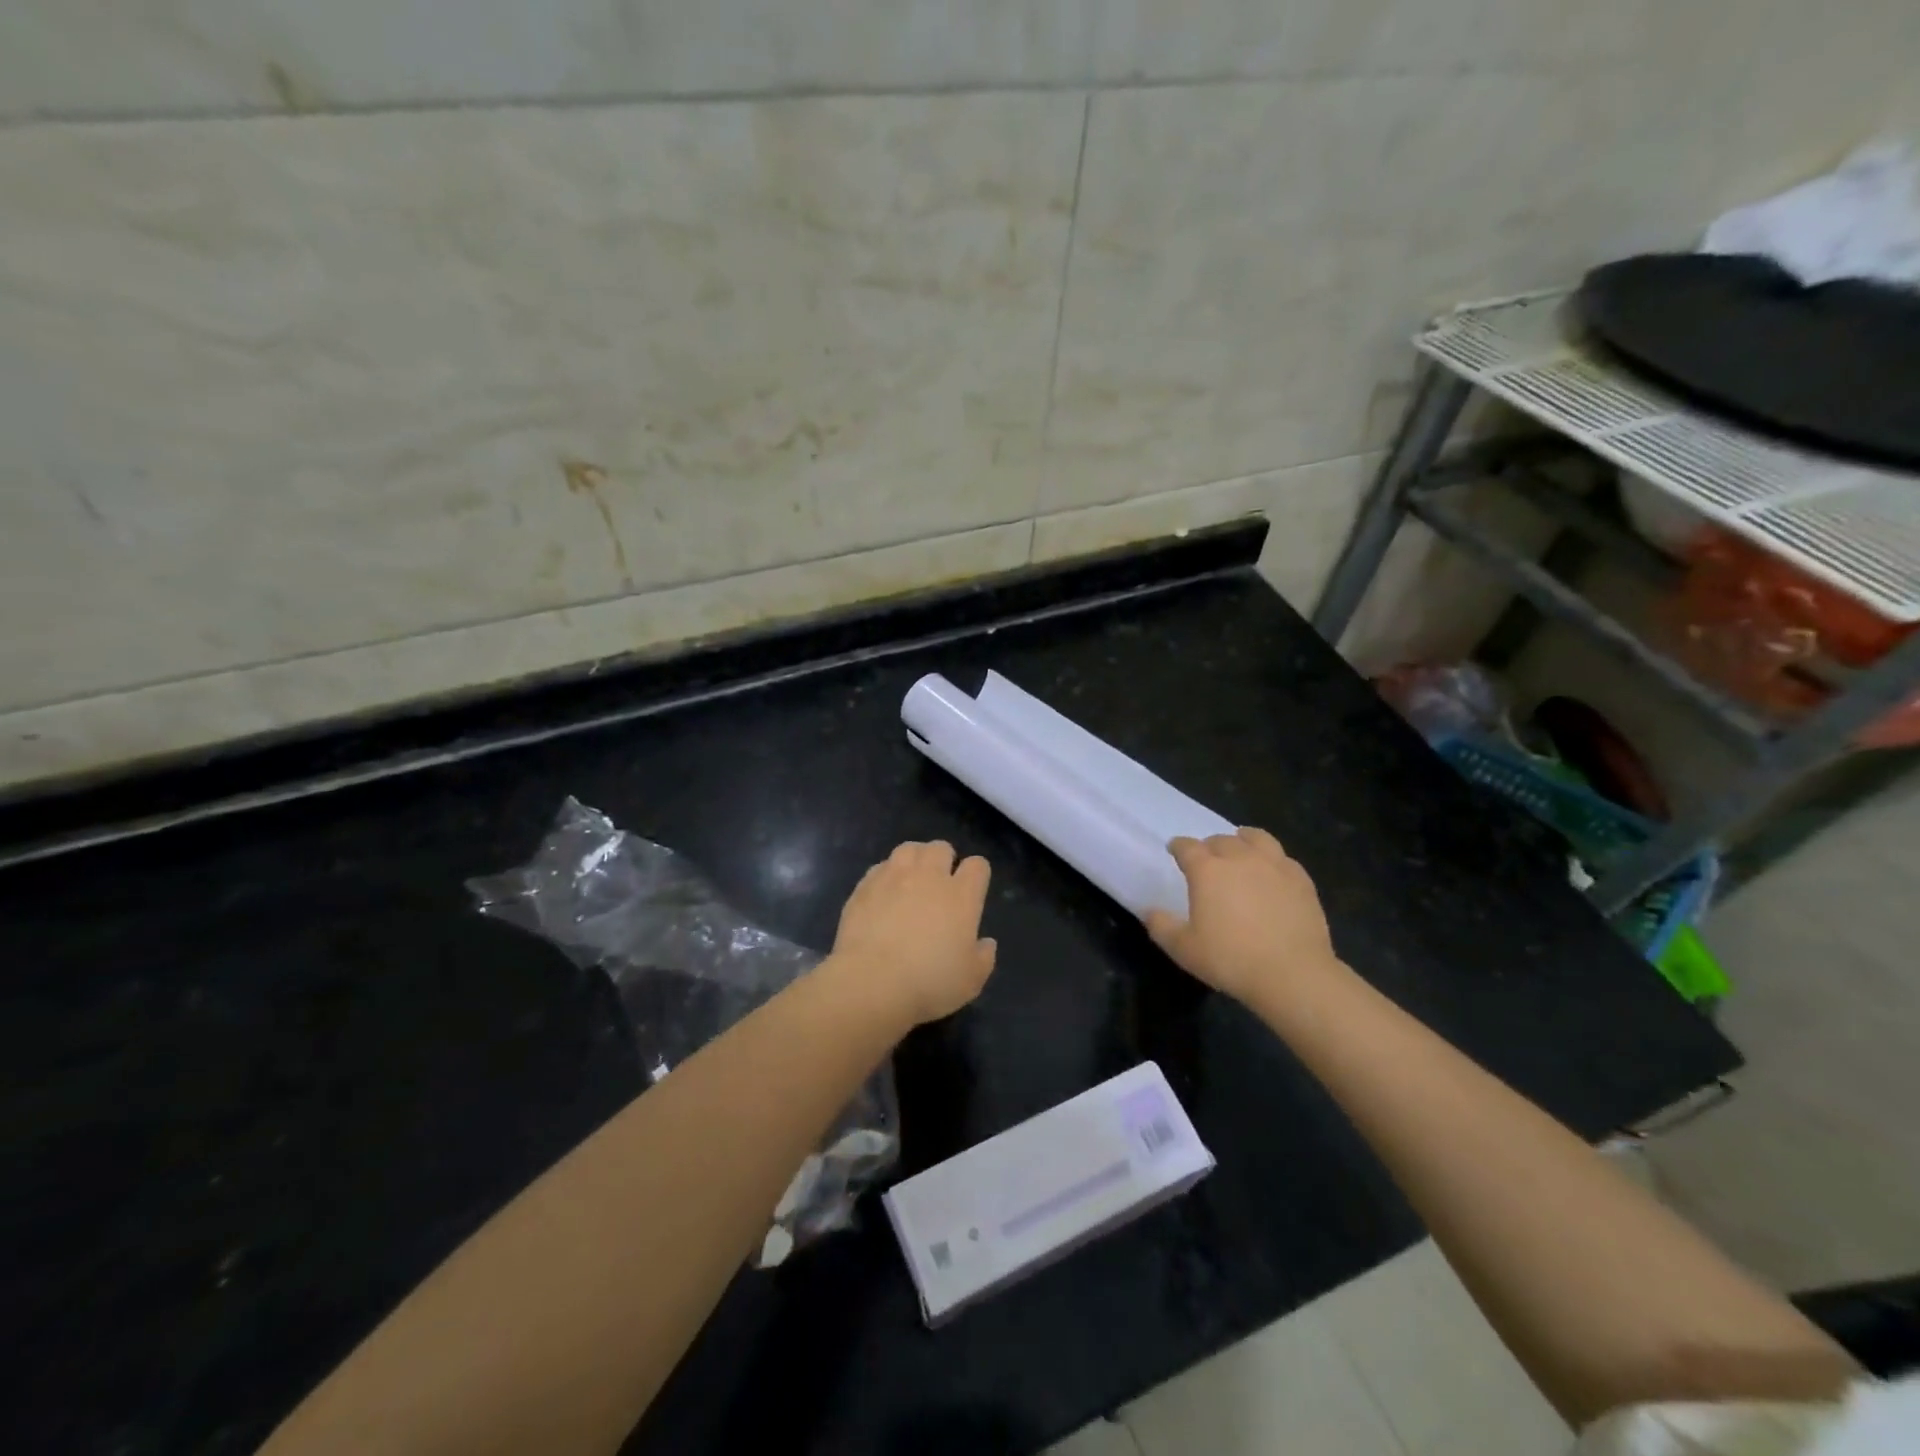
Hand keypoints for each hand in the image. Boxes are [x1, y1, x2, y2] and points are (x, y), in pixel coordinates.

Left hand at [831, 841, 996, 1026]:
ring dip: (914, 859)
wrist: (872, 981)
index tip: (972, 888)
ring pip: (909, 849)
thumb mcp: (970, 981)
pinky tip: (883, 894)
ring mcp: (894, 877)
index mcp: (961, 896)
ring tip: (910, 879)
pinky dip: (886, 875)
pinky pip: (880, 867)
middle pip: (941, 848)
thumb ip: (983, 958)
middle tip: (939, 883)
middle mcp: (929, 877)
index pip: (977, 866)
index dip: (977, 873)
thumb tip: (986, 943)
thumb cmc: (929, 983)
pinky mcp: (865, 886)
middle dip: (944, 860)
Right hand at [1145, 828, 1337, 1000]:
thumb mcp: (1184, 949)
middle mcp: (1240, 858)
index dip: (1178, 846)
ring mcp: (1274, 866)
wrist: (1293, 974)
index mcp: (1207, 870)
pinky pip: (1283, 858)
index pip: (1187, 847)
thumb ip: (1162, 926)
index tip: (1174, 850)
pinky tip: (1272, 871)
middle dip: (1210, 846)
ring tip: (1241, 848)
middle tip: (1207, 859)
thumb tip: (1150, 912)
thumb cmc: (1231, 960)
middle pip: (1221, 840)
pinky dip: (1273, 859)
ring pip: (1256, 838)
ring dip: (1243, 840)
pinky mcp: (1301, 880)